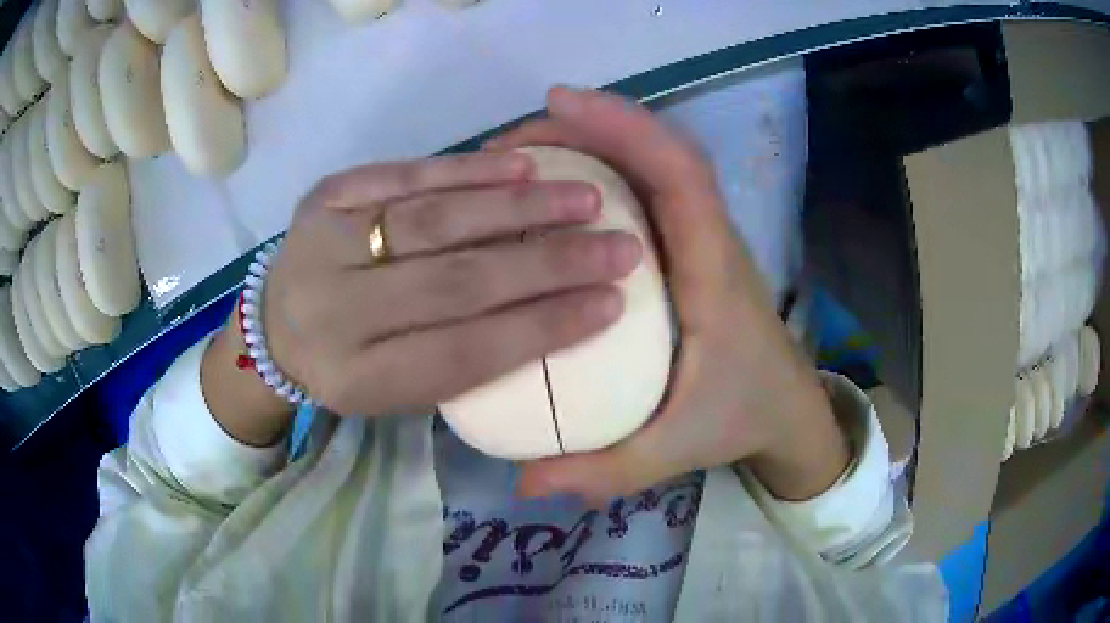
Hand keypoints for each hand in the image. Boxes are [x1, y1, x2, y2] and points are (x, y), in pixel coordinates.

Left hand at [207, 151, 645, 443]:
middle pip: (457, 282)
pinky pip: (405, 176)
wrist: (273, 328)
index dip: (544, 328)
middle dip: (549, 263)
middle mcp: (336, 313)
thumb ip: (463, 362)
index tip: (612, 305)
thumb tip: (554, 311)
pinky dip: (468, 170)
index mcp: (359, 379)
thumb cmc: (349, 367)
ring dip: (520, 207)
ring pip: (436, 220)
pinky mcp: (327, 196)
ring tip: (584, 198)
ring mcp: (325, 243)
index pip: (467, 353)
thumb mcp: (399, 391)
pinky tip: (522, 165)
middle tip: (619, 246)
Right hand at [488, 87, 849, 502]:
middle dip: (589, 127)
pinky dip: (601, 170)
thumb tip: (524, 482)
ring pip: (652, 165)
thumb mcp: (674, 451)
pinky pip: (646, 190)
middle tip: (508, 145)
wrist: (786, 408)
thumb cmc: (740, 417)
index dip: (625, 127)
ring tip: (518, 158)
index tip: (558, 105)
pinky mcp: (687, 246)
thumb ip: (604, 471)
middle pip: (660, 153)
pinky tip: (552, 188)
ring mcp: (699, 237)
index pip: (680, 175)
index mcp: (713, 272)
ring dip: (591, 143)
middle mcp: (709, 238)